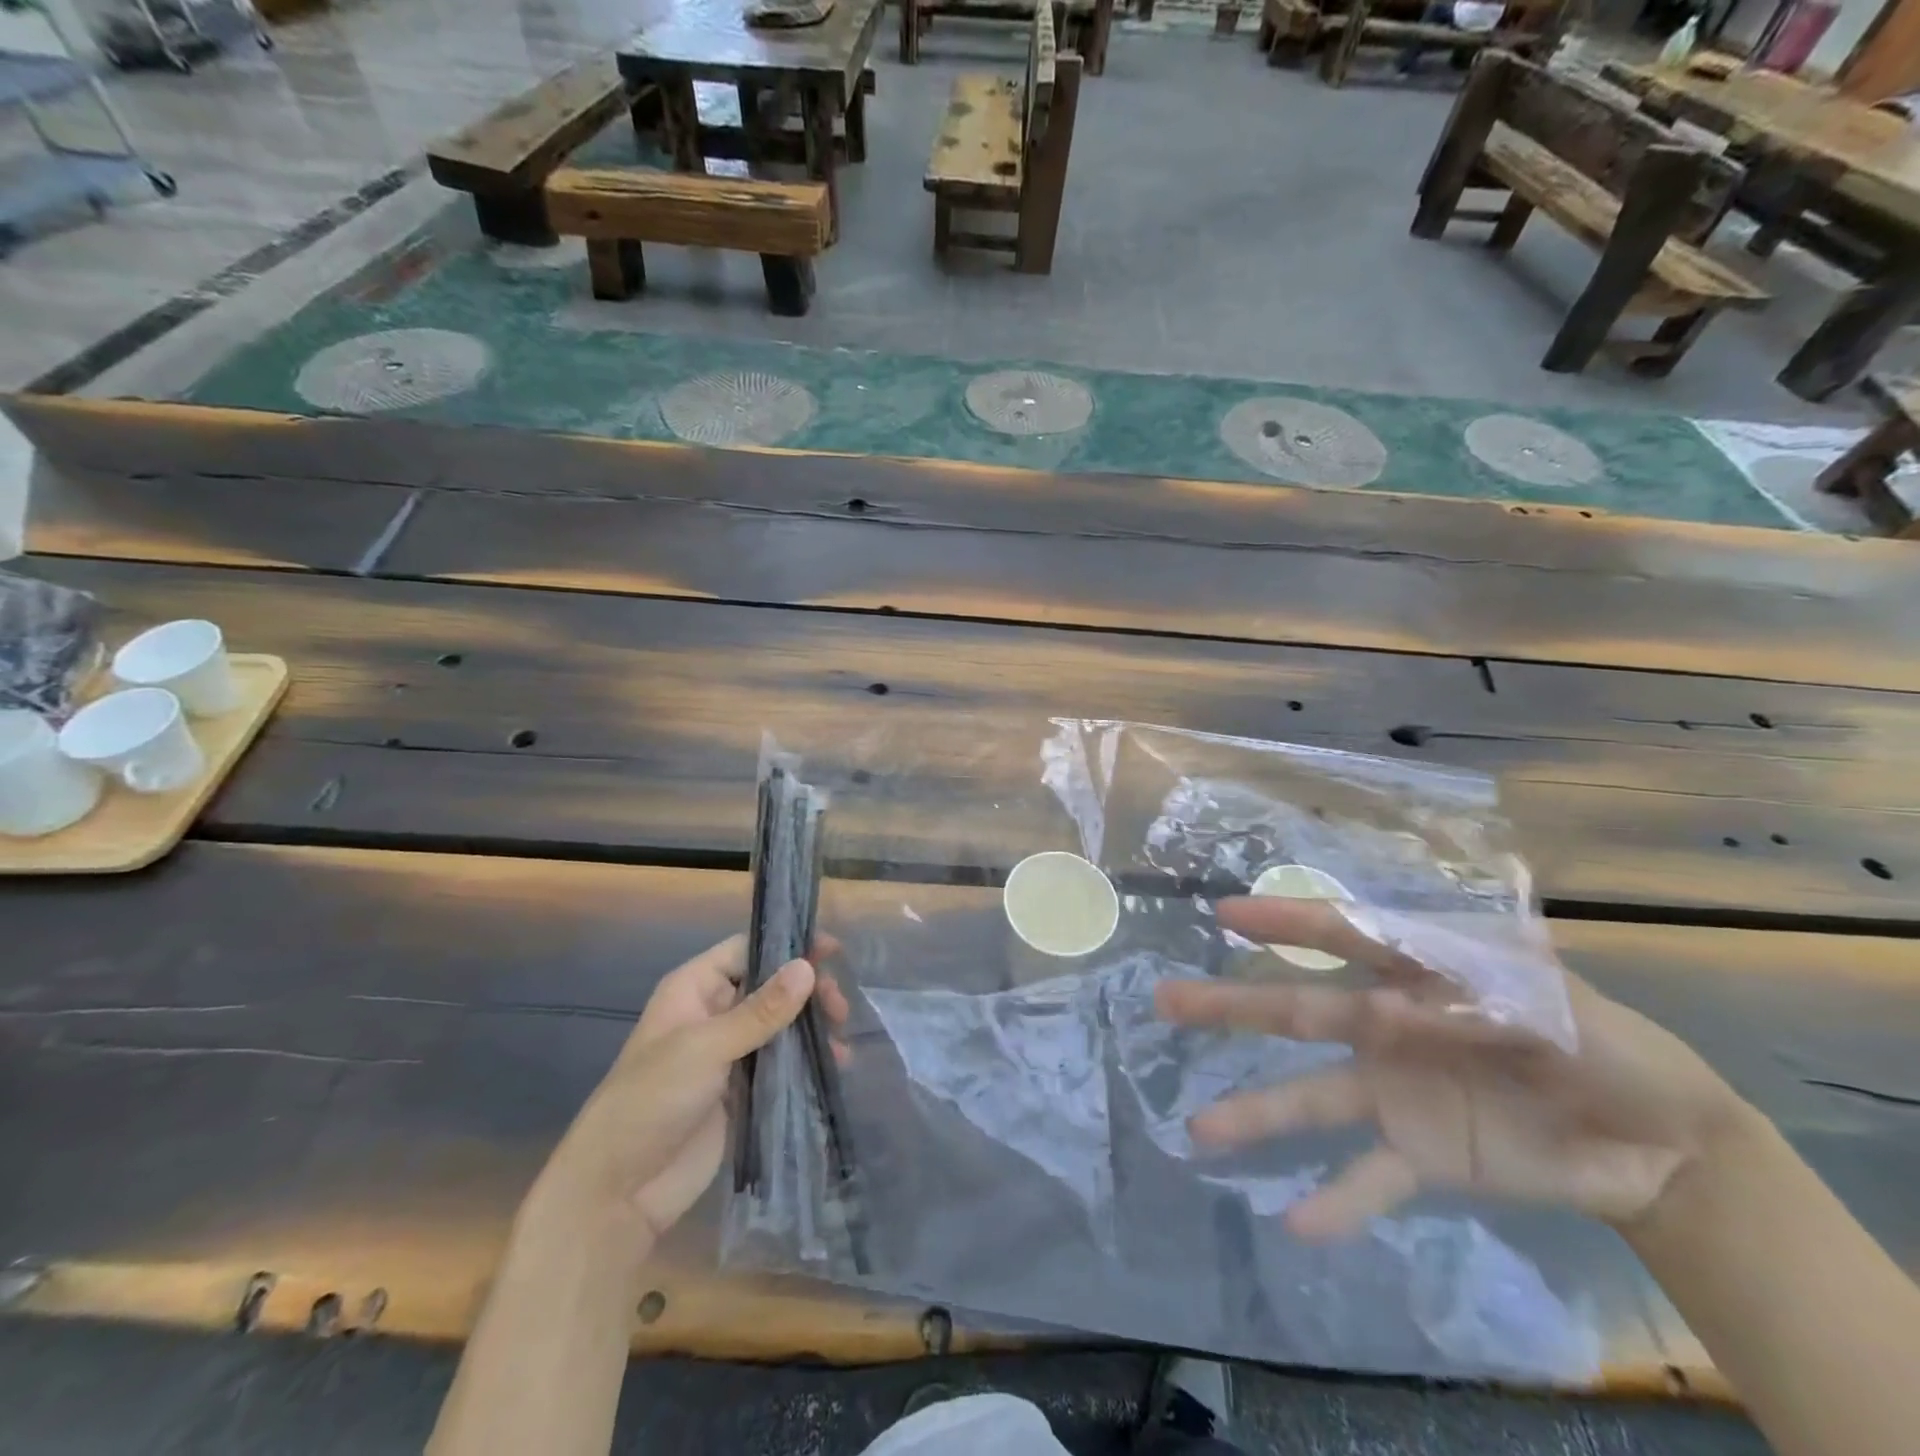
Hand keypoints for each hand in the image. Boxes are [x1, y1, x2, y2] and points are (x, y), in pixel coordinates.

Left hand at [543, 935, 849, 1241]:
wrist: (618, 1192)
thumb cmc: (652, 1101)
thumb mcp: (706, 1048)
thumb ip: (760, 1010)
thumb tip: (807, 966)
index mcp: (695, 989)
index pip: (747, 950)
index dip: (788, 947)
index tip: (832, 952)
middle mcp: (713, 1013)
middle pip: (770, 986)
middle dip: (807, 992)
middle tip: (838, 1009)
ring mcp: (728, 1054)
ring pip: (780, 1025)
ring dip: (811, 1027)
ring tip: (841, 1041)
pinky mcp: (742, 1091)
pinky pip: (781, 1063)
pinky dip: (807, 1060)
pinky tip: (835, 1065)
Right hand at [1155, 898, 1750, 1240]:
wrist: (1658, 1142)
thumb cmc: (1605, 1044)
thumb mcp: (1559, 1008)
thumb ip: (1474, 1005)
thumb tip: (1384, 1014)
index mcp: (1416, 975)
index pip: (1340, 937)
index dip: (1284, 922)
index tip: (1227, 916)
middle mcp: (1385, 1026)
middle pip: (1296, 1010)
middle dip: (1229, 1005)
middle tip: (1165, 1001)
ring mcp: (1394, 1091)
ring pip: (1311, 1098)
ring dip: (1256, 1114)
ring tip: (1201, 1129)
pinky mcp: (1419, 1153)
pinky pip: (1368, 1177)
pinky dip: (1334, 1200)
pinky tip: (1294, 1223)